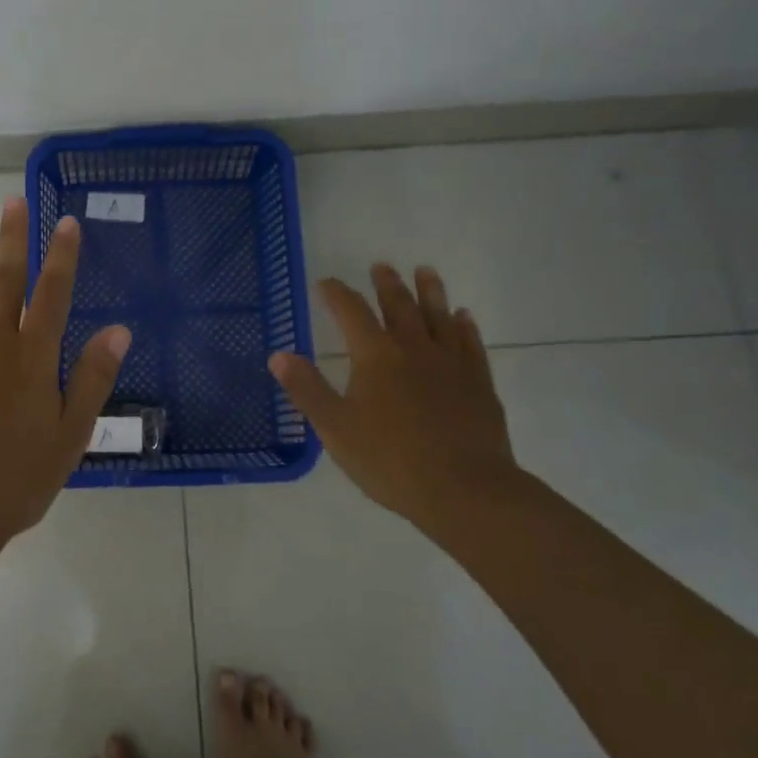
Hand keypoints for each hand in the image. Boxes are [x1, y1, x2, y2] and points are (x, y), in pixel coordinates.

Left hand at [0, 196, 130, 547]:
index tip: (65, 221)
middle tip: (13, 199)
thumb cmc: (15, 480)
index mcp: (32, 359)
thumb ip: (92, 378)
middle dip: (12, 240)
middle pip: (5, 283)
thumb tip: (119, 329)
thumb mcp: (70, 435)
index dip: (61, 257)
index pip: (52, 295)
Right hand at [268, 264, 517, 536]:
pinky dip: (466, 326)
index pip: (351, 312)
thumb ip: (307, 389)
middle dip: (387, 284)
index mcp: (375, 356)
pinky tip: (464, 317)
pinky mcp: (479, 384)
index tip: (326, 282)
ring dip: (430, 292)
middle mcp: (413, 349)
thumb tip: (278, 355)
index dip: (337, 294)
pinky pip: (471, 344)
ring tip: (425, 271)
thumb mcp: (335, 428)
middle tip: (381, 266)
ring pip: (439, 317)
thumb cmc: (391, 461)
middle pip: (399, 306)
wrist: (466, 491)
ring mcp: (451, 364)